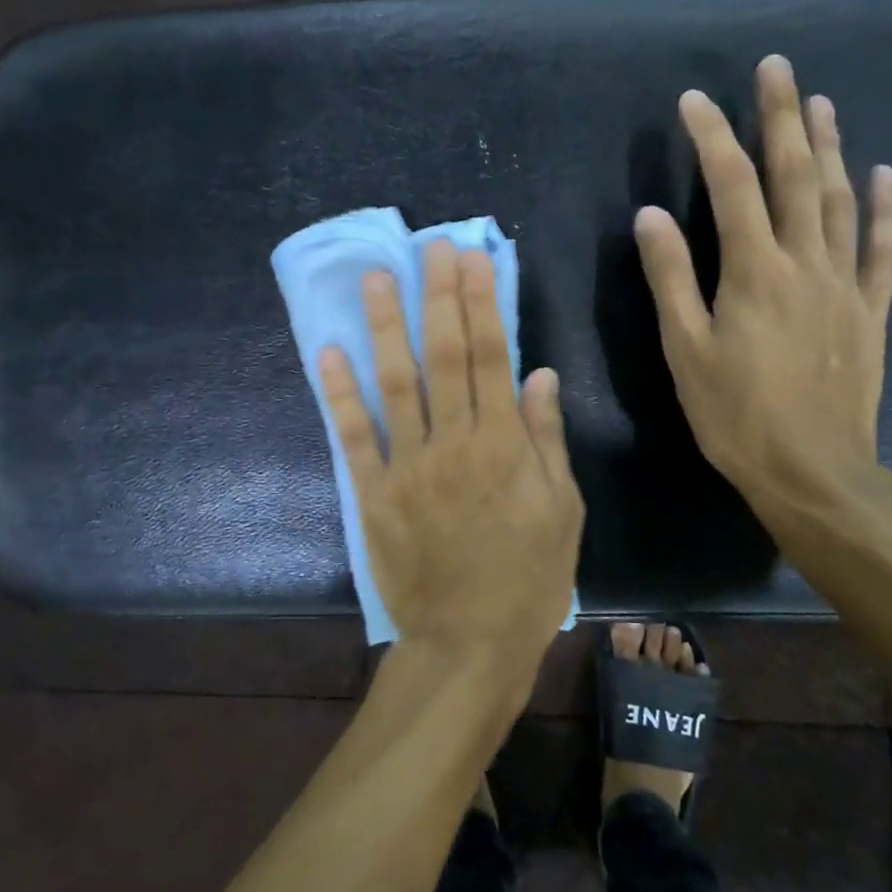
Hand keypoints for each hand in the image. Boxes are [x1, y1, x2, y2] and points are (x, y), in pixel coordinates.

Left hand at [320, 239, 583, 681]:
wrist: (469, 645)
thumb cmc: (529, 580)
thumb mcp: (562, 511)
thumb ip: (546, 439)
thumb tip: (539, 374)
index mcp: (504, 445)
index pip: (492, 356)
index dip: (482, 302)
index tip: (472, 258)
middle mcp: (454, 443)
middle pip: (446, 356)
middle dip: (438, 296)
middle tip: (430, 246)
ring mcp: (408, 467)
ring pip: (397, 383)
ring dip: (386, 327)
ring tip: (377, 278)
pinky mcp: (374, 494)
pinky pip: (355, 436)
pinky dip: (339, 393)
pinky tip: (329, 352)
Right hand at [634, 54, 891, 530]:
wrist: (814, 471)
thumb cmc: (735, 414)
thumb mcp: (686, 350)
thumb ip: (670, 278)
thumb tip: (650, 216)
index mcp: (754, 271)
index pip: (731, 185)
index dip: (712, 138)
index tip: (694, 100)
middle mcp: (805, 263)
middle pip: (794, 176)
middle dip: (782, 117)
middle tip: (776, 67)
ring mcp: (845, 285)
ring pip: (839, 200)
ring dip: (830, 147)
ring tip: (821, 103)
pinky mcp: (870, 312)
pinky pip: (881, 249)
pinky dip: (882, 209)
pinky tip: (882, 176)